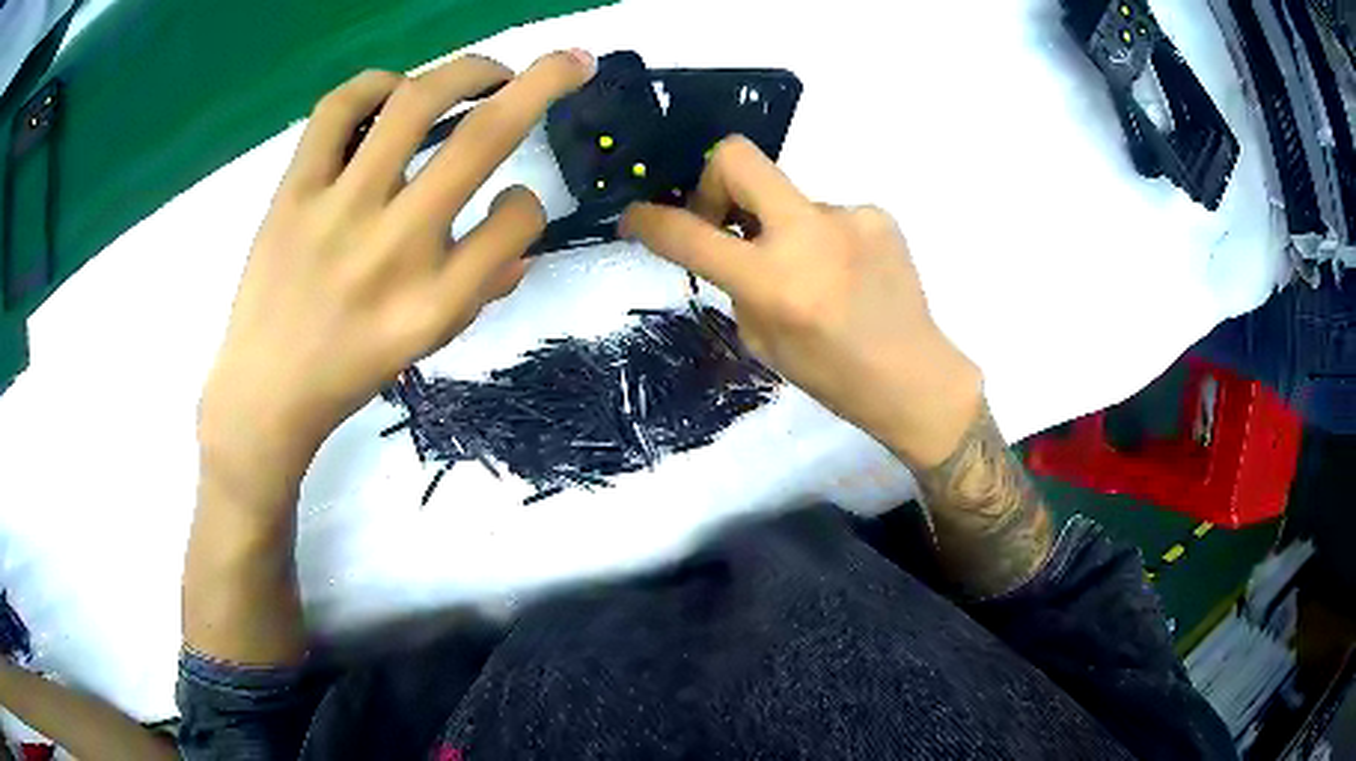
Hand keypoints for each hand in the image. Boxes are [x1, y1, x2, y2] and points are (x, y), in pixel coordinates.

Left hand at [199, 50, 596, 492]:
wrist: (264, 395)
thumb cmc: (349, 374)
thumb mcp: (426, 346)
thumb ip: (481, 288)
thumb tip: (522, 238)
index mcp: (437, 301)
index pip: (518, 221)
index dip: (531, 201)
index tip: (517, 201)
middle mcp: (396, 247)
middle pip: (484, 139)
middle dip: (543, 81)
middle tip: (564, 63)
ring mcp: (339, 212)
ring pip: (414, 105)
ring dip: (467, 71)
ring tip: (484, 72)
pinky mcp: (293, 194)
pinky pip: (337, 111)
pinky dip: (375, 84)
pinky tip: (392, 90)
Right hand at [621, 136, 981, 466]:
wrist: (914, 377)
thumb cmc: (833, 377)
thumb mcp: (763, 340)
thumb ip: (736, 283)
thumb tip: (725, 242)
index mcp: (774, 281)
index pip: (689, 234)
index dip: (650, 220)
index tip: (636, 217)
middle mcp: (809, 234)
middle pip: (736, 157)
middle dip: (712, 179)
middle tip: (722, 219)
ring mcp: (849, 216)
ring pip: (787, 198)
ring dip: (779, 226)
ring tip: (809, 271)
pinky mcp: (877, 213)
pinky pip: (826, 214)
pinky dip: (820, 237)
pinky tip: (843, 272)